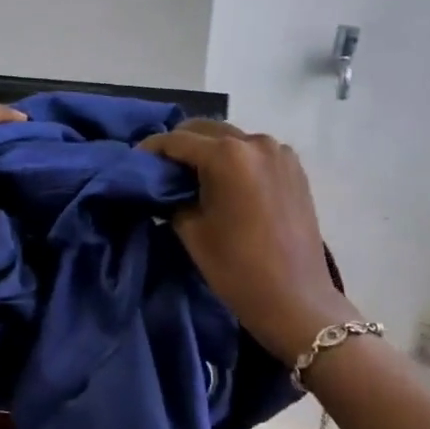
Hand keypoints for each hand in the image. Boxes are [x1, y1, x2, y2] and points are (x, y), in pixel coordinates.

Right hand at [139, 119, 355, 363]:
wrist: (295, 298)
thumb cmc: (236, 268)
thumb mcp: (191, 230)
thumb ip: (173, 197)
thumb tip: (166, 185)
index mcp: (227, 156)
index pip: (177, 140)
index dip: (151, 148)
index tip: (134, 160)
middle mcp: (255, 142)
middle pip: (206, 130)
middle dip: (181, 144)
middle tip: (161, 168)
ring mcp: (280, 153)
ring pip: (232, 139)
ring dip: (209, 150)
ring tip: (193, 176)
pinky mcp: (294, 168)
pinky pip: (254, 153)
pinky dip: (235, 160)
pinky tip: (225, 183)